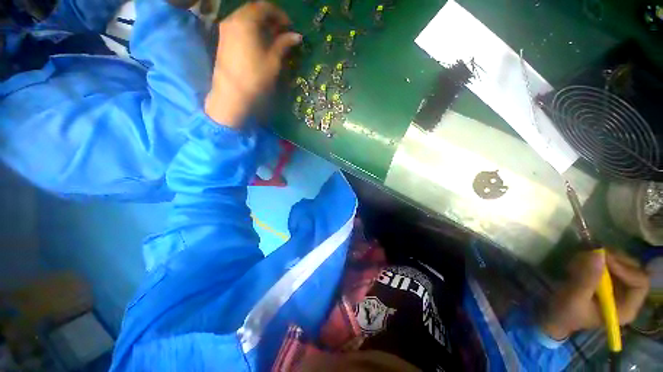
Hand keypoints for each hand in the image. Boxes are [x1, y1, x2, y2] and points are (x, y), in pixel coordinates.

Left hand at [205, 1, 300, 126]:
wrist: (232, 94)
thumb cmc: (256, 77)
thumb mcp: (273, 60)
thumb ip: (284, 44)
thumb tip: (297, 36)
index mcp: (246, 21)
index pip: (265, 7)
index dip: (280, 14)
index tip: (290, 26)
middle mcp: (233, 19)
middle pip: (254, 10)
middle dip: (270, 18)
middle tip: (283, 32)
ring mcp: (226, 29)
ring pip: (246, 18)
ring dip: (261, 24)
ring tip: (273, 38)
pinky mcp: (224, 40)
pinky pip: (240, 26)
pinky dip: (252, 30)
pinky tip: (260, 42)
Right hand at [540, 251, 649, 339]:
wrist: (555, 315)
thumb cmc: (566, 312)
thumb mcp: (574, 297)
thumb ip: (587, 278)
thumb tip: (598, 254)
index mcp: (625, 308)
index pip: (640, 283)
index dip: (625, 269)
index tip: (604, 260)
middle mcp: (627, 297)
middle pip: (633, 270)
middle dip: (615, 259)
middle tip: (593, 253)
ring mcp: (617, 288)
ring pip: (621, 263)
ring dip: (603, 258)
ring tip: (581, 260)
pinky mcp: (607, 281)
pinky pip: (609, 264)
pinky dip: (596, 259)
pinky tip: (580, 262)